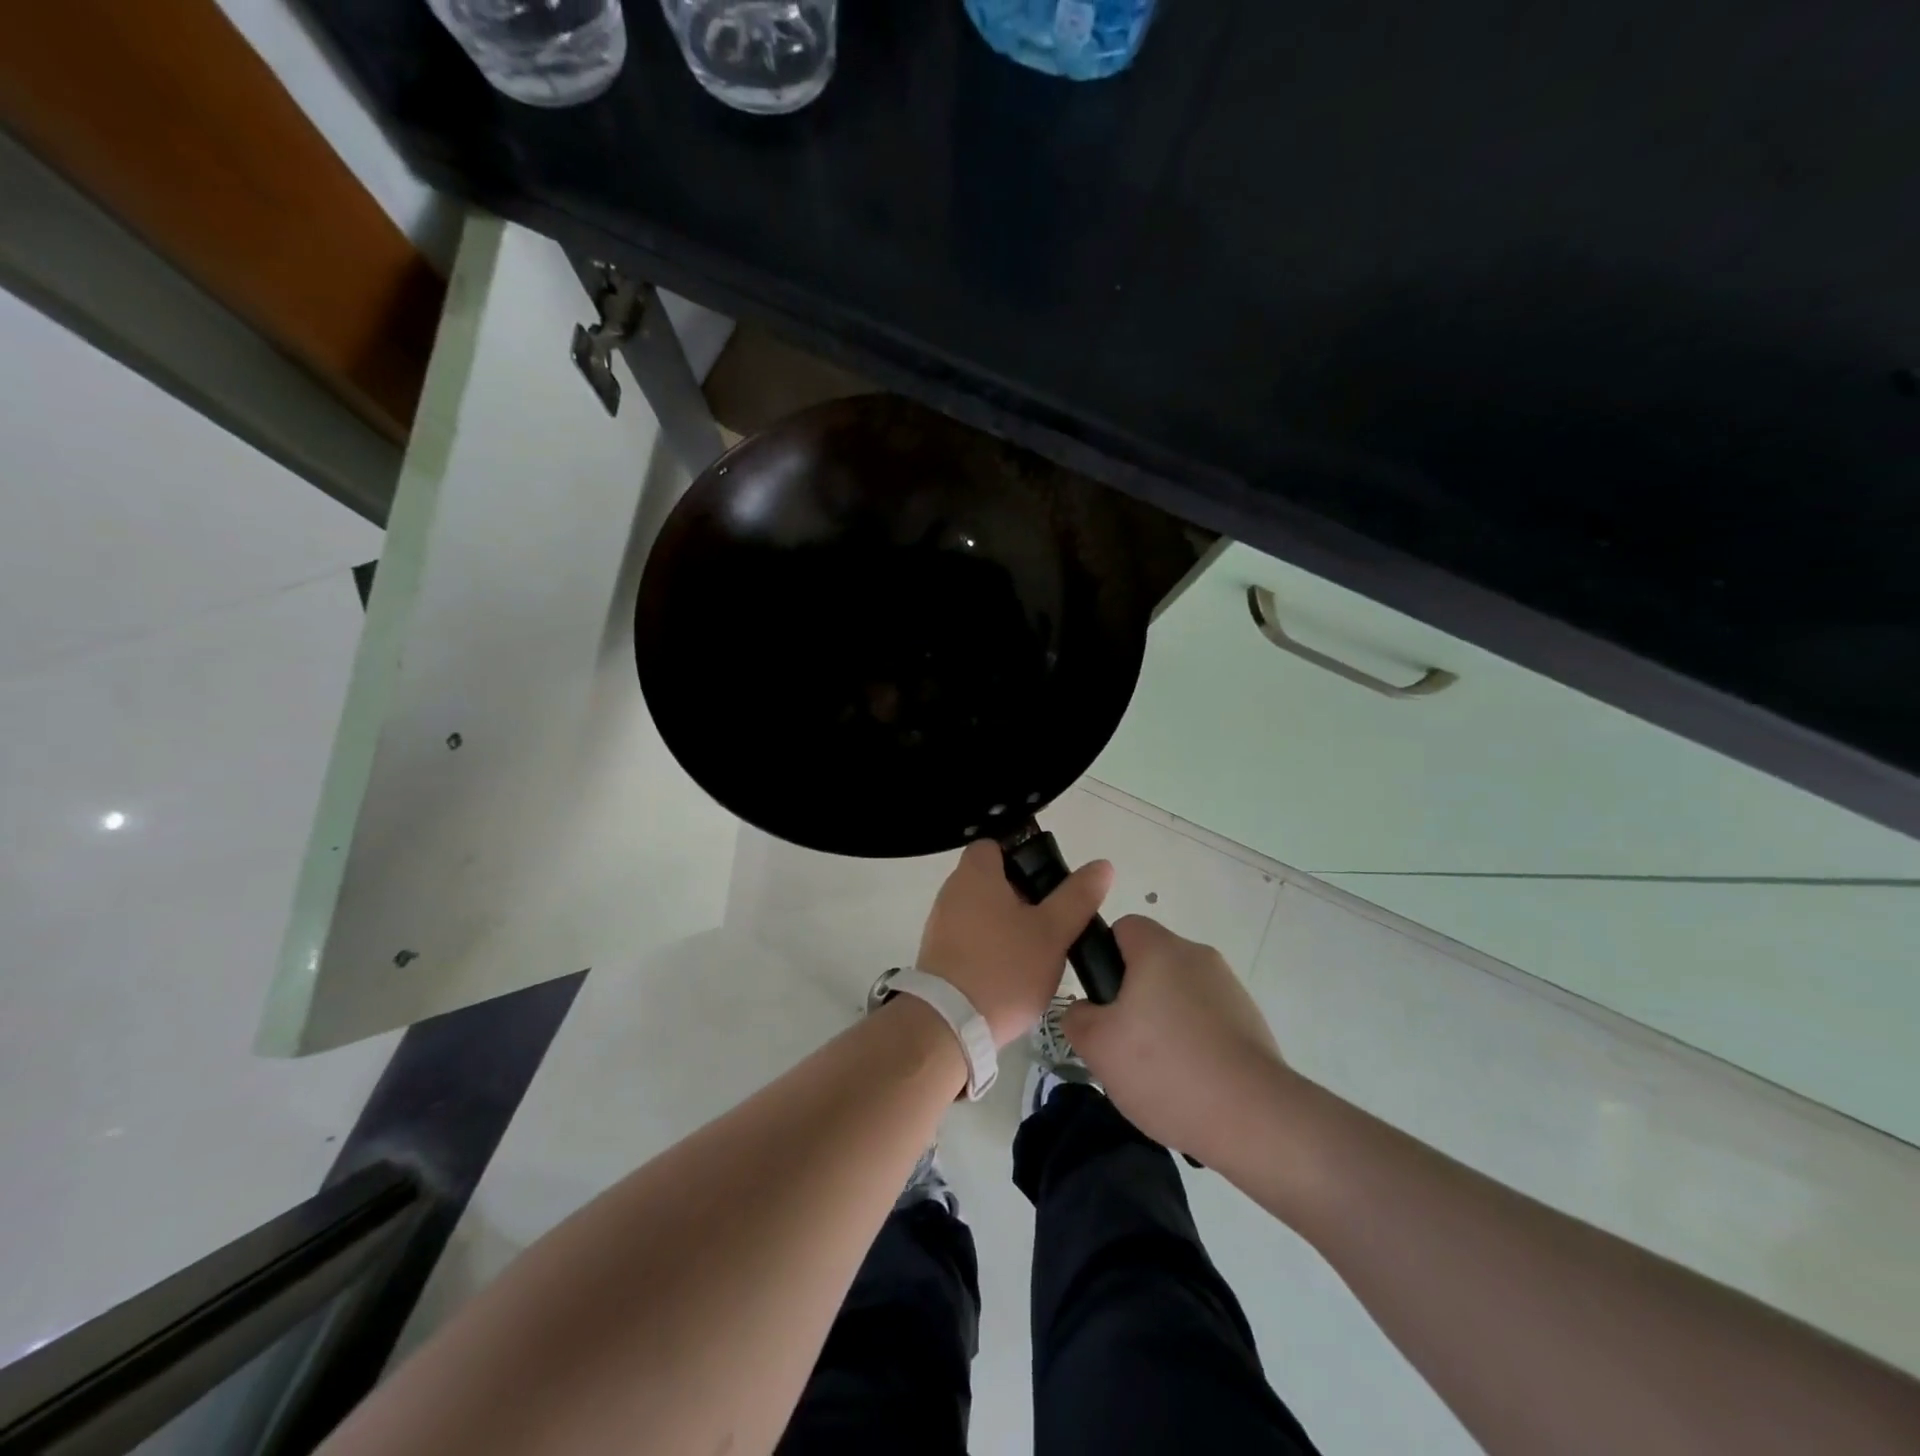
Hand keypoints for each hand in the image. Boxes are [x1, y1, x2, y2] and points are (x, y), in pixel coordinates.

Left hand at [917, 841, 1113, 1047]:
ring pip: (982, 911)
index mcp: (975, 874)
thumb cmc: (1005, 967)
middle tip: (1051, 919)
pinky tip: (1011, 972)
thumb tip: (1101, 866)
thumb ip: (1077, 897)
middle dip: (1021, 895)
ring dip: (1007, 924)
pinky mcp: (937, 955)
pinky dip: (990, 946)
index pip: (994, 845)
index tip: (1047, 882)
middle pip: (991, 880)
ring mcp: (940, 924)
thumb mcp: (1052, 932)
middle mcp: (952, 891)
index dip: (1022, 856)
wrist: (951, 1025)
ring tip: (1036, 950)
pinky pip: (969, 938)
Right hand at [1063, 916, 1289, 1164]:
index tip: (1102, 997)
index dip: (1105, 955)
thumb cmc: (1165, 1068)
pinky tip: (1189, 1082)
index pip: (1124, 927)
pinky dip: (1194, 1040)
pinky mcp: (1251, 1021)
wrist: (1253, 1117)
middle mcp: (1198, 956)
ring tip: (1156, 1071)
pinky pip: (1207, 1019)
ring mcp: (1230, 988)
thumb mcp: (1097, 1046)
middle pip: (1152, 962)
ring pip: (1180, 992)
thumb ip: (1077, 1016)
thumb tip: (1086, 1009)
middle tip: (1121, 1041)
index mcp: (1160, 949)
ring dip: (1164, 1019)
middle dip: (1133, 994)